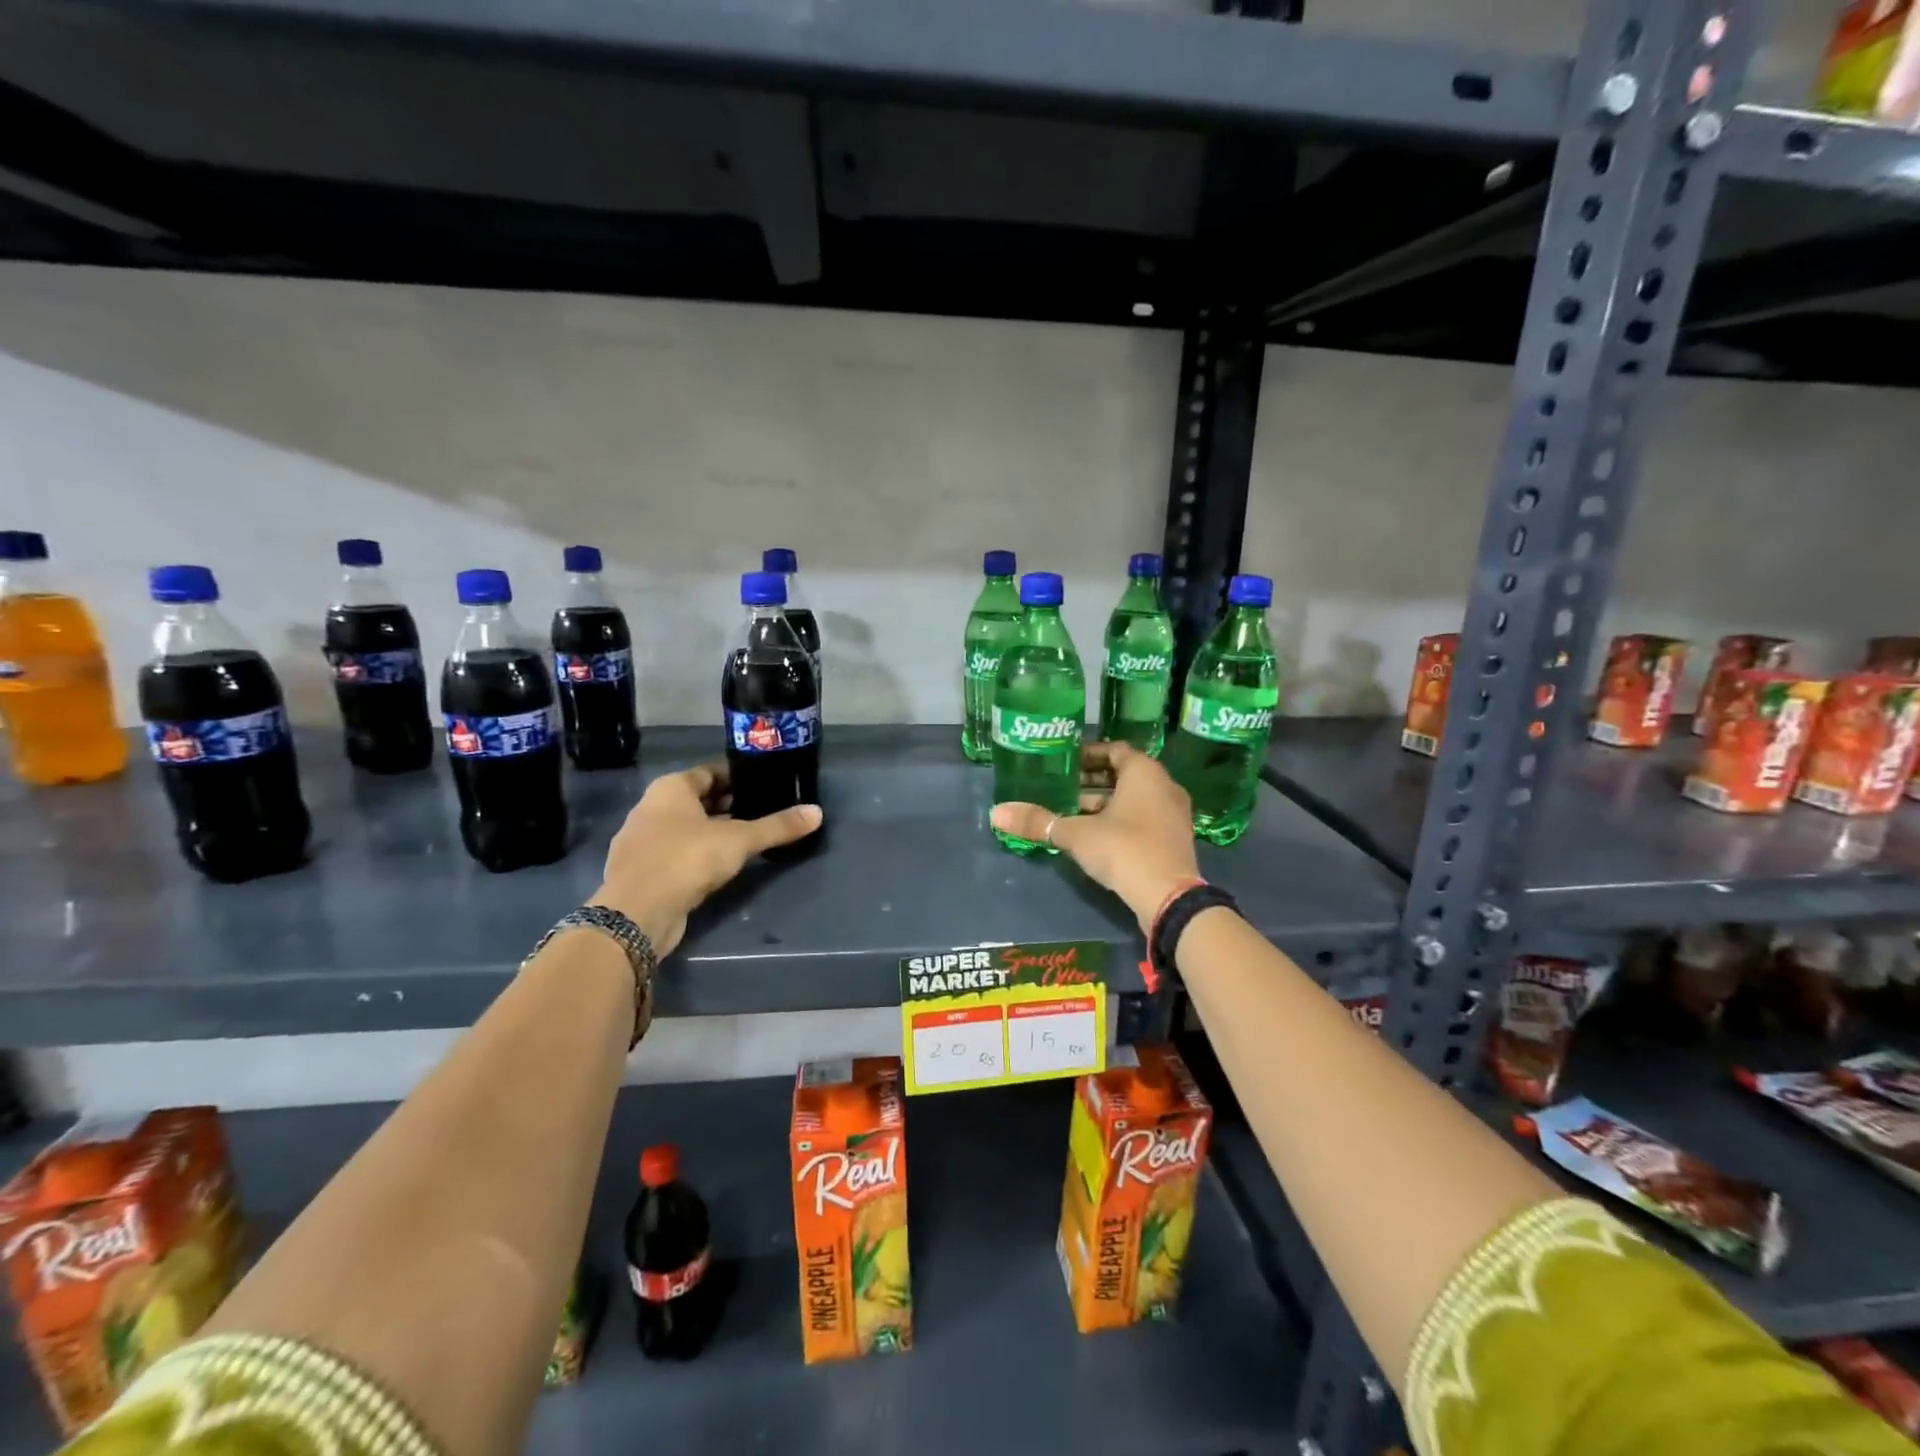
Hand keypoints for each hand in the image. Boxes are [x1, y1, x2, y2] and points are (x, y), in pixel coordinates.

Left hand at [591, 762, 821, 957]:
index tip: (764, 784)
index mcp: (670, 789)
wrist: (636, 915)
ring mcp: (641, 841)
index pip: (709, 772)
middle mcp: (650, 808)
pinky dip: (697, 854)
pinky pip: (675, 852)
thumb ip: (777, 827)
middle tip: (763, 810)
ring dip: (712, 831)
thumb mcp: (739, 841)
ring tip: (747, 839)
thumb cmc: (686, 860)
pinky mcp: (641, 871)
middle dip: (728, 804)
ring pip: (685, 827)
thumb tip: (817, 812)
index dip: (737, 777)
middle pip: (697, 799)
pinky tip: (719, 866)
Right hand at [990, 741, 1199, 933]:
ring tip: (1071, 812)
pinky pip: (1143, 818)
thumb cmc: (1123, 849)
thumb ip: (1038, 822)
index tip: (1063, 762)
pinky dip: (1120, 820)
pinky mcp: (1174, 839)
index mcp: (1144, 772)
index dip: (1088, 754)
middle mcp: (1164, 786)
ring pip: (1134, 798)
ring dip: (1104, 803)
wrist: (1168, 897)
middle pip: (1124, 774)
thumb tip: (997, 813)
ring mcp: (1173, 814)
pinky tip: (1094, 836)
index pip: (1115, 750)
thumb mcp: (1075, 834)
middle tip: (1061, 787)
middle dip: (1092, 781)